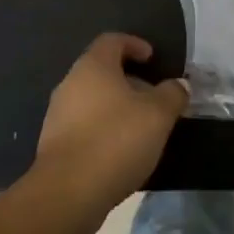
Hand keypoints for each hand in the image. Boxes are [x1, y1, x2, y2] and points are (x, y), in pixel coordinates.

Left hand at [33, 34, 187, 222]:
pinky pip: (84, 125)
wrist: (67, 193)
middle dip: (129, 81)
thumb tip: (180, 84)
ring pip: (93, 99)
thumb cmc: (115, 140)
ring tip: (141, 127)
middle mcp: (70, 83)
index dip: (134, 44)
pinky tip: (120, 151)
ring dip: (117, 107)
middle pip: (102, 70)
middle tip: (153, 98)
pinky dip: (103, 129)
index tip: (152, 59)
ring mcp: (58, 114)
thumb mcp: (158, 115)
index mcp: (93, 66)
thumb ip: (172, 94)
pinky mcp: (54, 144)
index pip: (112, 40)